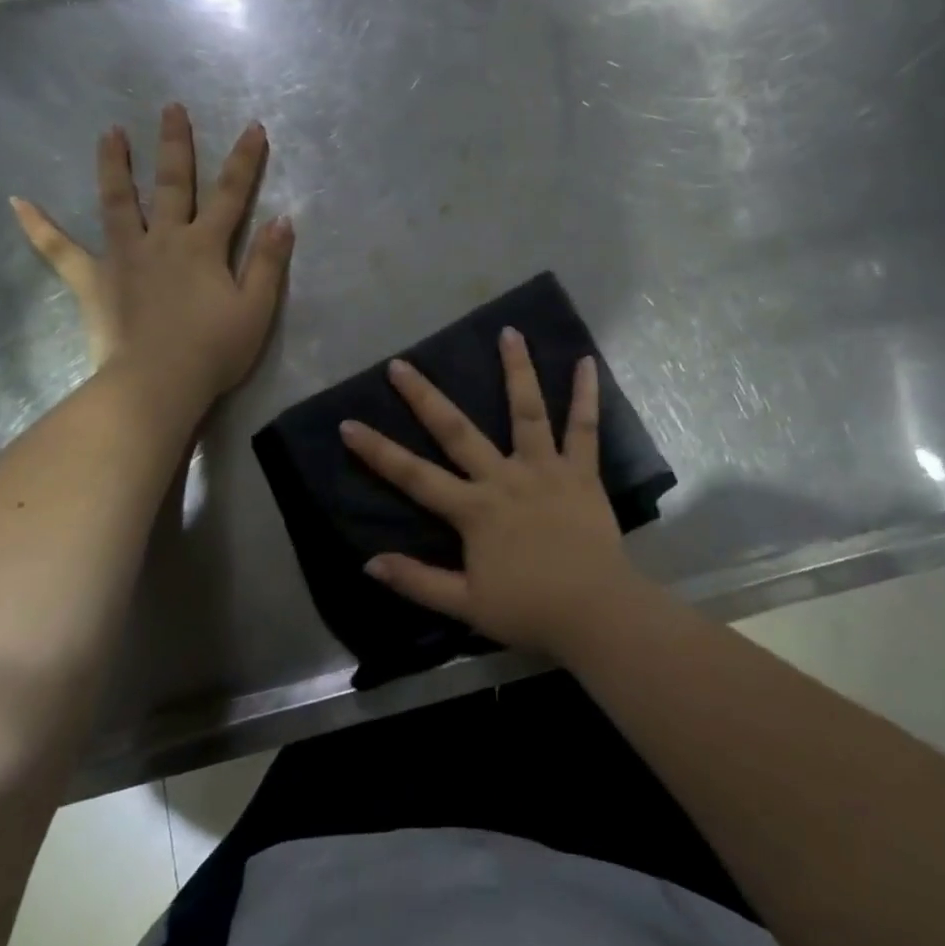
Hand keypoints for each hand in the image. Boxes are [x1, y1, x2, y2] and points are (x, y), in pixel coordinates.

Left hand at [10, 103, 293, 412]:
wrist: (158, 383)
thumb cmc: (214, 350)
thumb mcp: (256, 309)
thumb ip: (268, 262)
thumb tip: (283, 219)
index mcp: (204, 246)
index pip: (231, 194)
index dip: (244, 161)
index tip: (253, 127)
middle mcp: (164, 239)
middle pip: (172, 184)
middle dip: (175, 145)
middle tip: (171, 108)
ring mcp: (124, 256)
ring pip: (118, 202)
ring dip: (115, 165)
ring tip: (109, 133)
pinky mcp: (94, 280)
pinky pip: (60, 250)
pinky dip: (39, 226)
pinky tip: (17, 202)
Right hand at [340, 328, 647, 659]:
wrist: (595, 613)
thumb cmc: (529, 610)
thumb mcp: (465, 606)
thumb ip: (417, 581)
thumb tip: (369, 563)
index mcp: (474, 510)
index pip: (414, 476)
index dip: (378, 451)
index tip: (349, 423)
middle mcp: (504, 478)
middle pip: (457, 430)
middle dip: (425, 397)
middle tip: (401, 363)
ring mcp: (545, 469)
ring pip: (526, 412)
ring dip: (516, 370)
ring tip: (510, 331)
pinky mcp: (581, 472)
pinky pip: (584, 429)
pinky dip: (586, 395)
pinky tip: (587, 362)